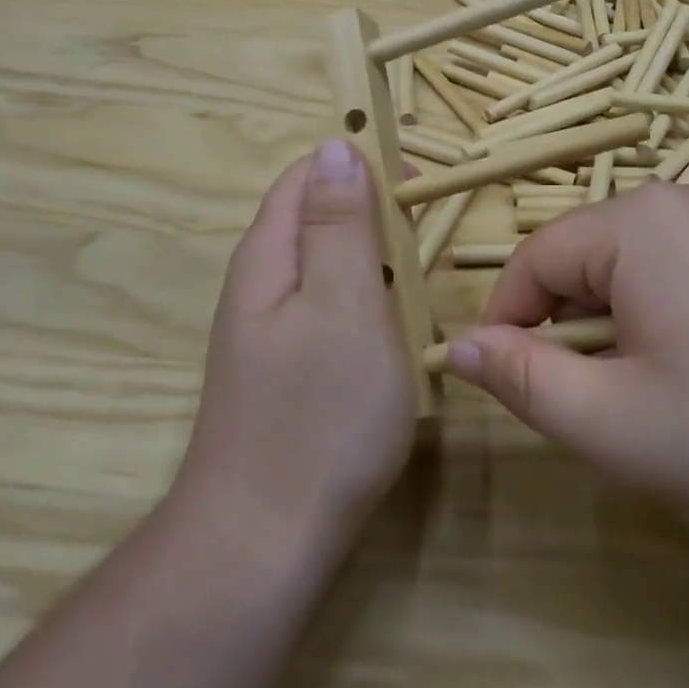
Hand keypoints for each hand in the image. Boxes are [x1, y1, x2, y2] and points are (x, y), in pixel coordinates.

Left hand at [176, 141, 416, 564]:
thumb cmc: (318, 413)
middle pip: (316, 216)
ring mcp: (268, 328)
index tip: (418, 187)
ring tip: (419, 287)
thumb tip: (335, 146)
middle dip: (373, 215)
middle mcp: (260, 281)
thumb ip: (340, 223)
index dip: (362, 165)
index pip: (309, 173)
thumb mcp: (343, 302)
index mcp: (269, 253)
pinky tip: (391, 332)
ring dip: (374, 261)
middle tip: (428, 247)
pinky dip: (365, 303)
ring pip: (326, 265)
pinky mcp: (284, 367)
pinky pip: (328, 308)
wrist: (263, 541)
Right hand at [445, 182, 688, 548]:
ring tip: (653, 399)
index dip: (507, 322)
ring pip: (628, 272)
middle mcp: (678, 205)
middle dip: (569, 330)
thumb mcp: (614, 421)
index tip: (510, 385)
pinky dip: (661, 323)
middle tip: (599, 408)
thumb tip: (458, 347)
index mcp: (634, 222)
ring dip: (615, 331)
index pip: (533, 259)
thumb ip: (524, 379)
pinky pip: (675, 276)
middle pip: (582, 261)